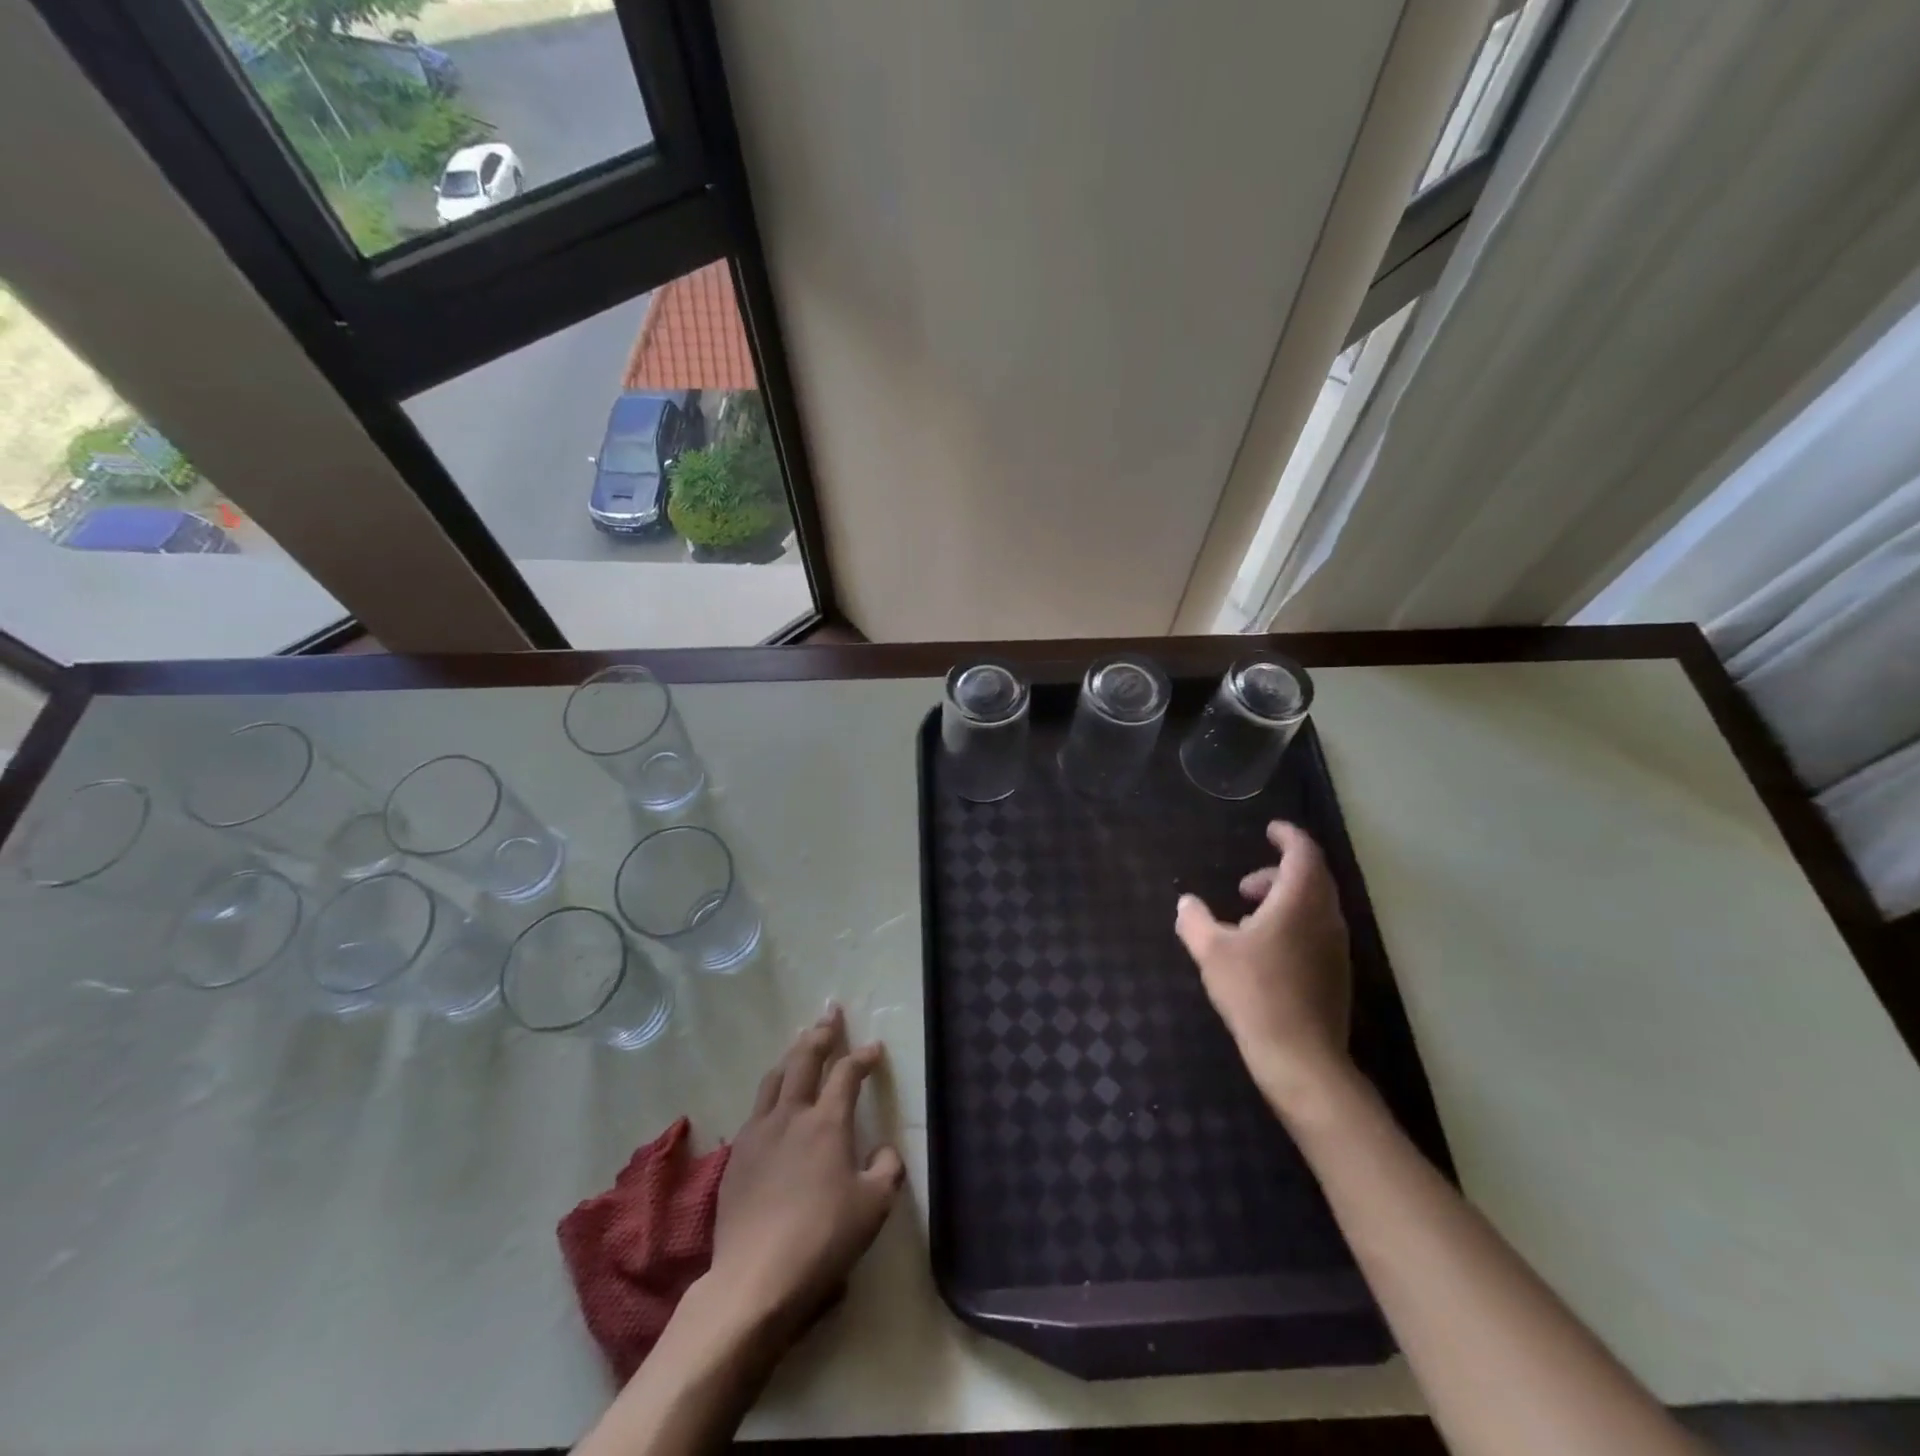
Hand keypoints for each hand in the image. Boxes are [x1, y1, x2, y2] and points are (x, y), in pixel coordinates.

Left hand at [704, 1005, 904, 1342]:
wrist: (755, 1279)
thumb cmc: (823, 1239)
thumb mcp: (873, 1207)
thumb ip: (887, 1169)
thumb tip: (884, 1149)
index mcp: (827, 1122)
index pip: (847, 1073)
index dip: (863, 1057)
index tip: (874, 1048)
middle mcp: (791, 1115)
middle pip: (804, 1059)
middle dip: (821, 1034)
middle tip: (830, 1015)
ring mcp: (758, 1133)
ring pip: (775, 1077)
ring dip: (792, 1055)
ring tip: (800, 1044)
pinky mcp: (736, 1156)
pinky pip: (756, 1108)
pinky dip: (772, 1091)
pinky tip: (774, 1101)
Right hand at [1174, 821, 1353, 1112]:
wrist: (1300, 1058)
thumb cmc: (1254, 994)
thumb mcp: (1211, 952)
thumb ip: (1195, 921)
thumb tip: (1186, 902)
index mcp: (1299, 902)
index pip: (1304, 854)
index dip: (1288, 836)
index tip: (1270, 830)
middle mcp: (1325, 919)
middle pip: (1312, 878)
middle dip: (1279, 872)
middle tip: (1245, 885)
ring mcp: (1336, 948)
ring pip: (1316, 907)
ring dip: (1285, 901)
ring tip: (1248, 919)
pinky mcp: (1336, 974)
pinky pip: (1317, 931)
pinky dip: (1293, 925)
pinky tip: (1265, 952)